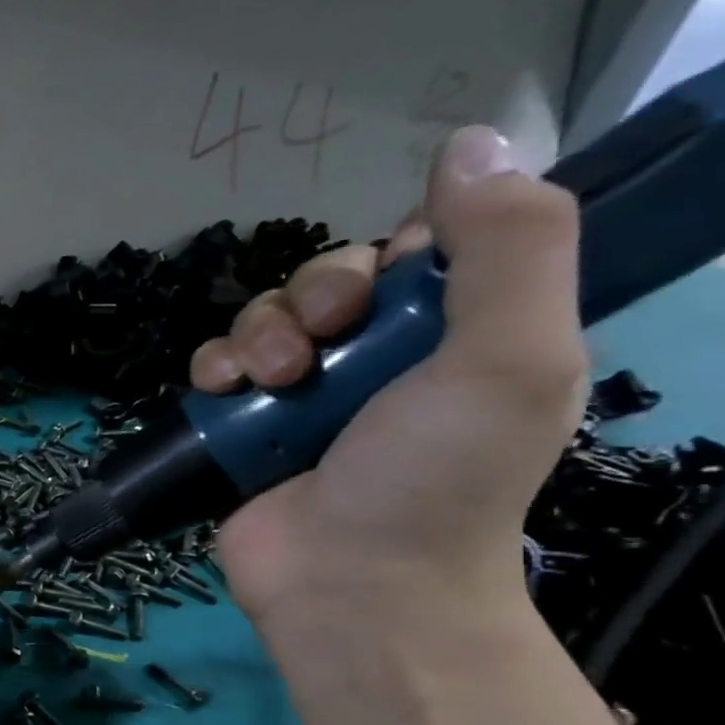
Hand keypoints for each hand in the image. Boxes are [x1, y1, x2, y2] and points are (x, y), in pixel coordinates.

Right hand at [189, 125, 585, 630]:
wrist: (348, 581)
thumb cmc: (436, 477)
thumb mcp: (511, 358)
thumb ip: (512, 247)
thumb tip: (471, 143)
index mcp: (456, 333)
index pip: (415, 251)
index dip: (391, 252)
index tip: (387, 285)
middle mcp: (377, 357)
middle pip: (327, 280)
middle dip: (313, 298)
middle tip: (319, 345)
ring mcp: (300, 393)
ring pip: (263, 317)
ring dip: (257, 336)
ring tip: (267, 383)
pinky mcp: (239, 425)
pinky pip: (214, 365)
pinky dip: (212, 368)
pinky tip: (222, 392)